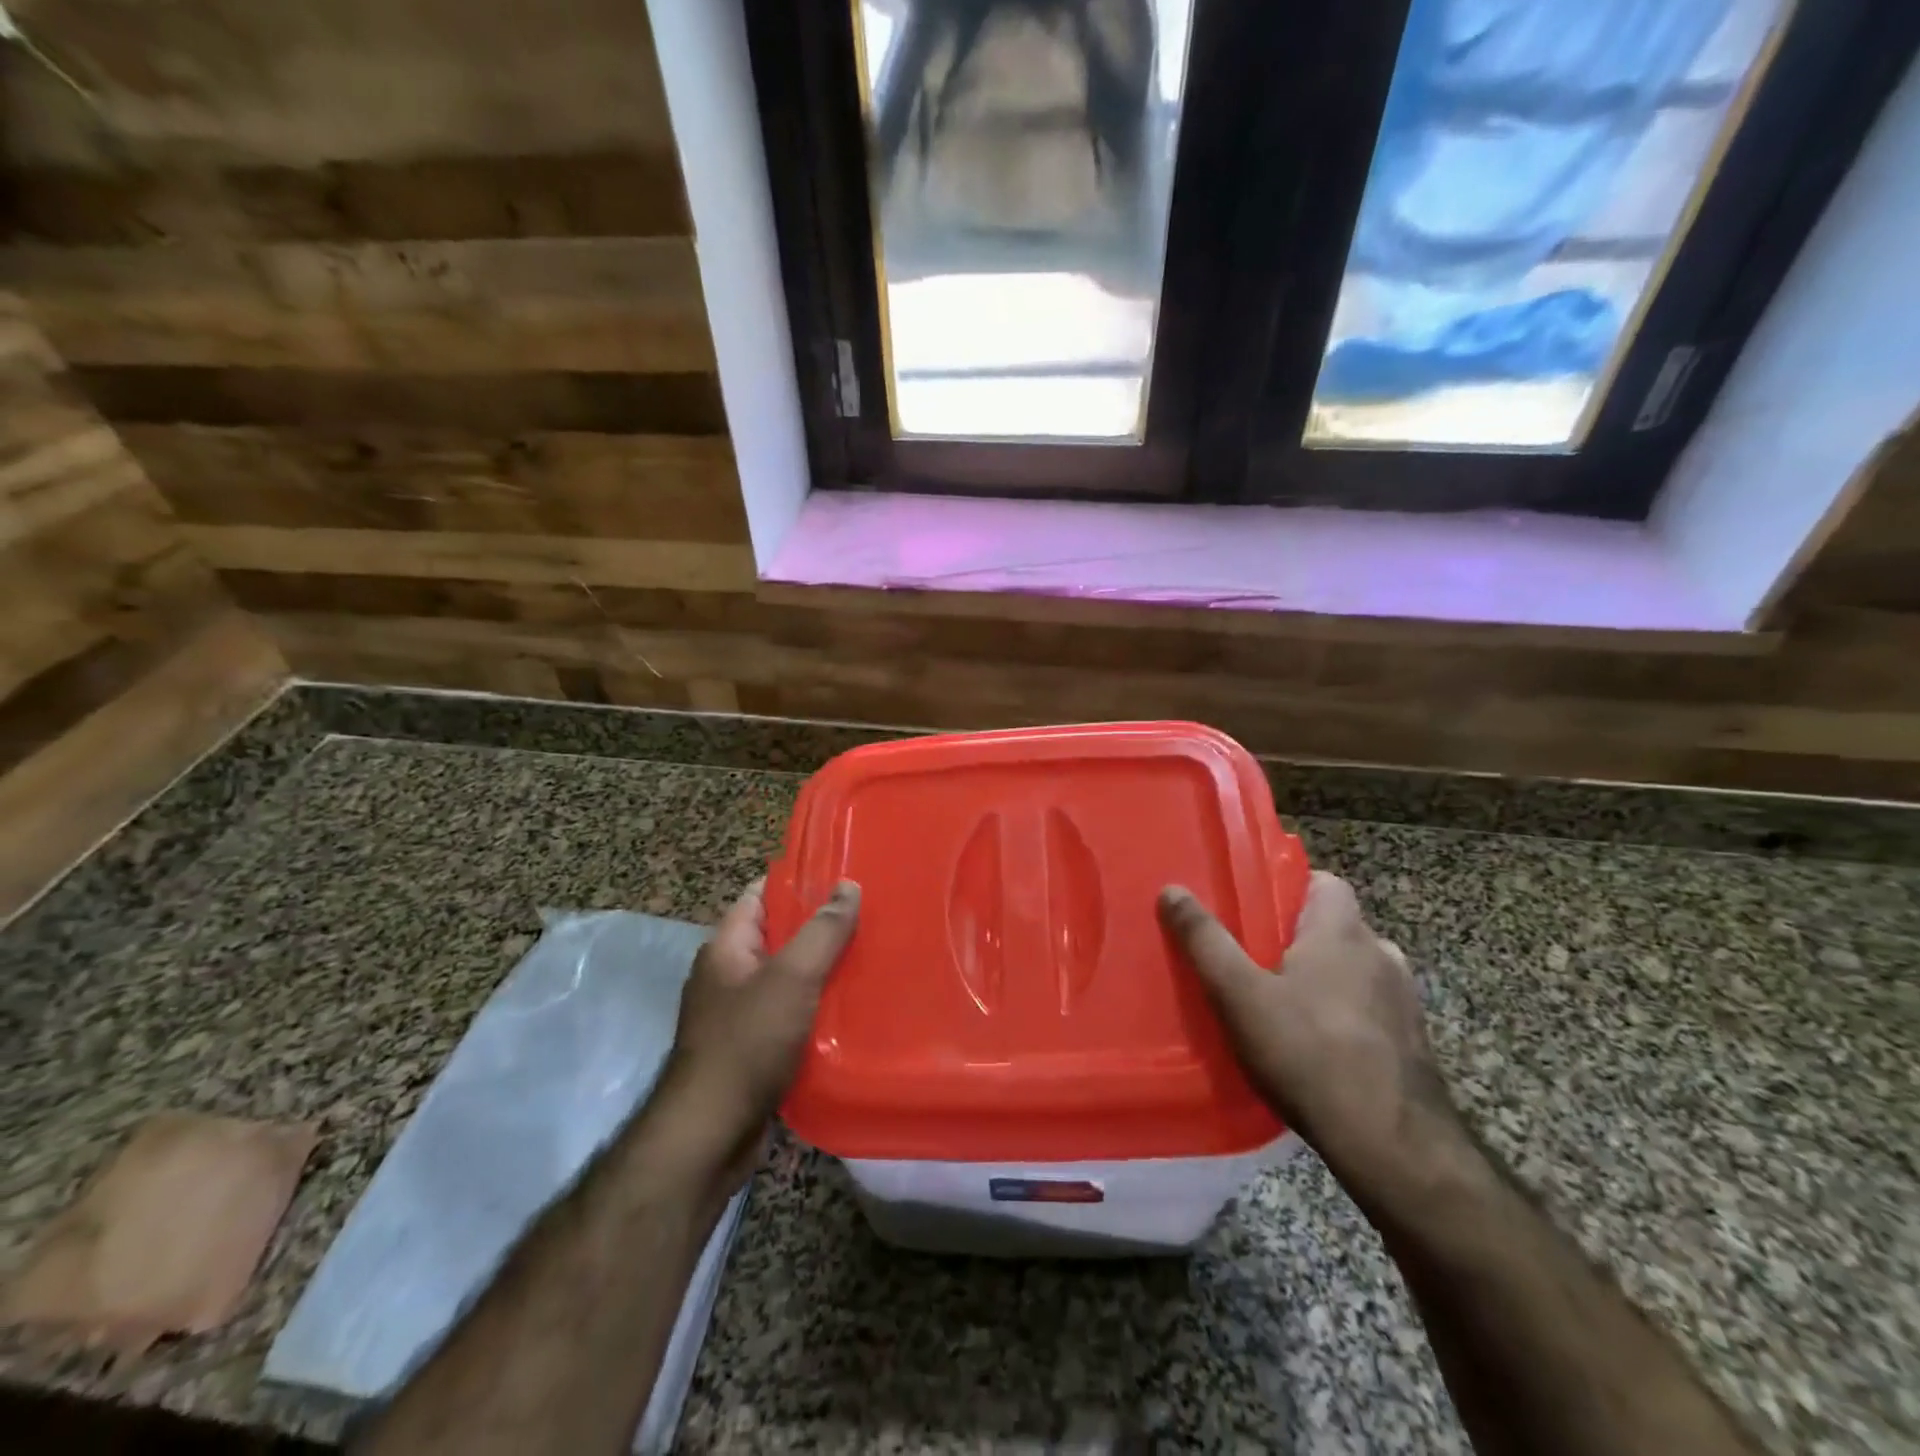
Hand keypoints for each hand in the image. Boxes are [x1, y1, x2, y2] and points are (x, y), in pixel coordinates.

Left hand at [654, 878, 860, 1192]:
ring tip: (871, 958)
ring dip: (823, 970)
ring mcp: (739, 1014)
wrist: (711, 1134)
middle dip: (821, 927)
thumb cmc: (747, 1043)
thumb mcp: (791, 977)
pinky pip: (792, 1014)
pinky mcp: (754, 1049)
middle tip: (870, 917)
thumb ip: (822, 931)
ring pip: (789, 977)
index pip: (761, 894)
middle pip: (779, 935)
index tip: (843, 875)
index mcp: (726, 947)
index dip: (798, 880)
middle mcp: (729, 975)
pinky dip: (817, 1008)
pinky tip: (852, 1009)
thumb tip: (848, 886)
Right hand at [1160, 872, 1458, 1196]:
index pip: (1324, 882)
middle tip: (1255, 957)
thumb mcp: (1239, 994)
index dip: (1290, 886)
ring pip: (1354, 969)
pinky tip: (1316, 1045)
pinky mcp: (1412, 1043)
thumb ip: (1205, 940)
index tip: (1254, 907)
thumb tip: (1173, 889)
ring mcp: (1404, 1001)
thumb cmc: (1309, 1054)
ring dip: (1325, 976)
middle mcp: (1381, 955)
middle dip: (1298, 936)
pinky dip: (1344, 1013)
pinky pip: (1369, 1008)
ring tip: (1283, 1002)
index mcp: (1342, 932)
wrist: (1393, 1147)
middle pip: (1336, 926)